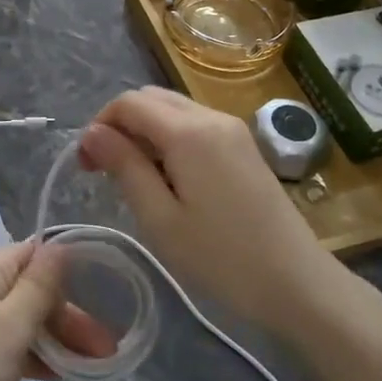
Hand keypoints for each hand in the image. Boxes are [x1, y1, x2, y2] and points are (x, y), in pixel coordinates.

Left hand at [0, 241, 113, 380]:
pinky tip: (58, 377)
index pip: (34, 253)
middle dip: (69, 315)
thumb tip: (59, 244)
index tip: (104, 298)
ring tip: (93, 365)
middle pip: (31, 289)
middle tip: (106, 349)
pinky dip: (34, 356)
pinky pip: (8, 345)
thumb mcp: (9, 326)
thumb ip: (38, 286)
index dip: (69, 272)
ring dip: (57, 338)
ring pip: (23, 320)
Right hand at [78, 86, 366, 342]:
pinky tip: (169, 179)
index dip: (99, 126)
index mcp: (188, 132)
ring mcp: (233, 129)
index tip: (86, 166)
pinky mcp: (244, 146)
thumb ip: (124, 167)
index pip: (128, 103)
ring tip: (135, 178)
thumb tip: (92, 133)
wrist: (296, 282)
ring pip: (173, 109)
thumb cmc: (220, 257)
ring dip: (144, 131)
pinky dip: (169, 139)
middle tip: (105, 170)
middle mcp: (211, 117)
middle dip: (120, 124)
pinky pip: (195, 125)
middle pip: (151, 98)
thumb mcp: (159, 218)